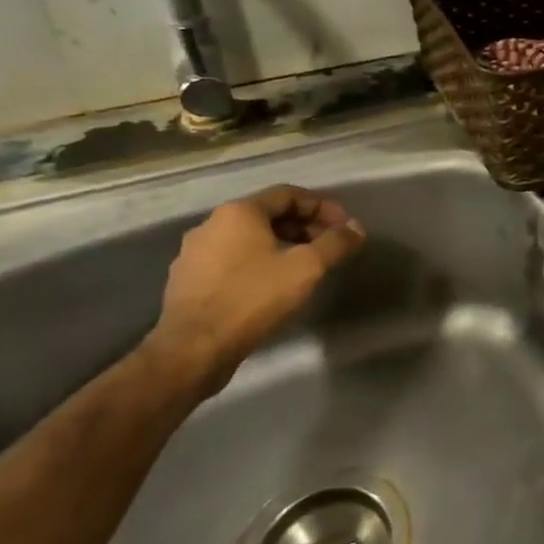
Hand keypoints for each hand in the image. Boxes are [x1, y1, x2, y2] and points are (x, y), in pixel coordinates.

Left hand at [147, 185, 365, 391]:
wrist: (194, 349)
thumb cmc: (253, 298)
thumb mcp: (307, 268)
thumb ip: (336, 243)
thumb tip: (355, 228)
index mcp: (239, 212)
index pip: (289, 195)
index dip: (322, 207)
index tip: (345, 226)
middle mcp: (212, 225)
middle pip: (267, 216)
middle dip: (303, 228)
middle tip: (328, 247)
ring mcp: (194, 254)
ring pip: (248, 240)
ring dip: (280, 247)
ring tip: (304, 268)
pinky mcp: (187, 282)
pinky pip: (231, 262)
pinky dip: (257, 265)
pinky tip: (272, 287)